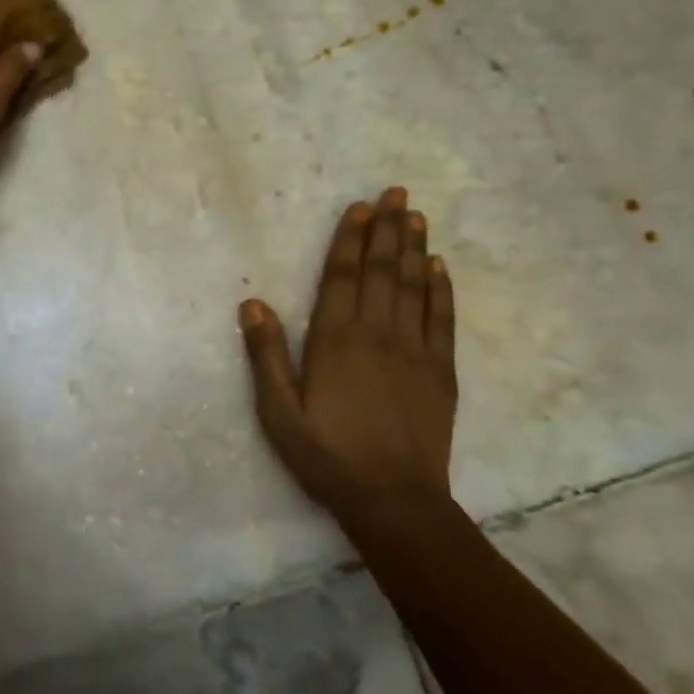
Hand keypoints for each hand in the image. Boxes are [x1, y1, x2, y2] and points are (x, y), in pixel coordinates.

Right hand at [239, 187, 457, 511]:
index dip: (349, 239)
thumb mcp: (278, 411)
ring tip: (415, 215)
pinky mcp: (441, 371)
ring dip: (414, 248)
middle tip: (395, 193)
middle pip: (381, 270)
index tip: (359, 207)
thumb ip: (266, 355)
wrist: (393, 500)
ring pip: (414, 286)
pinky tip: (440, 267)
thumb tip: (252, 303)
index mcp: (335, 340)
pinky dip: (442, 289)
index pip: (341, 276)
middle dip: (386, 228)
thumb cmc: (326, 455)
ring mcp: (414, 350)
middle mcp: (377, 333)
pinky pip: (442, 319)